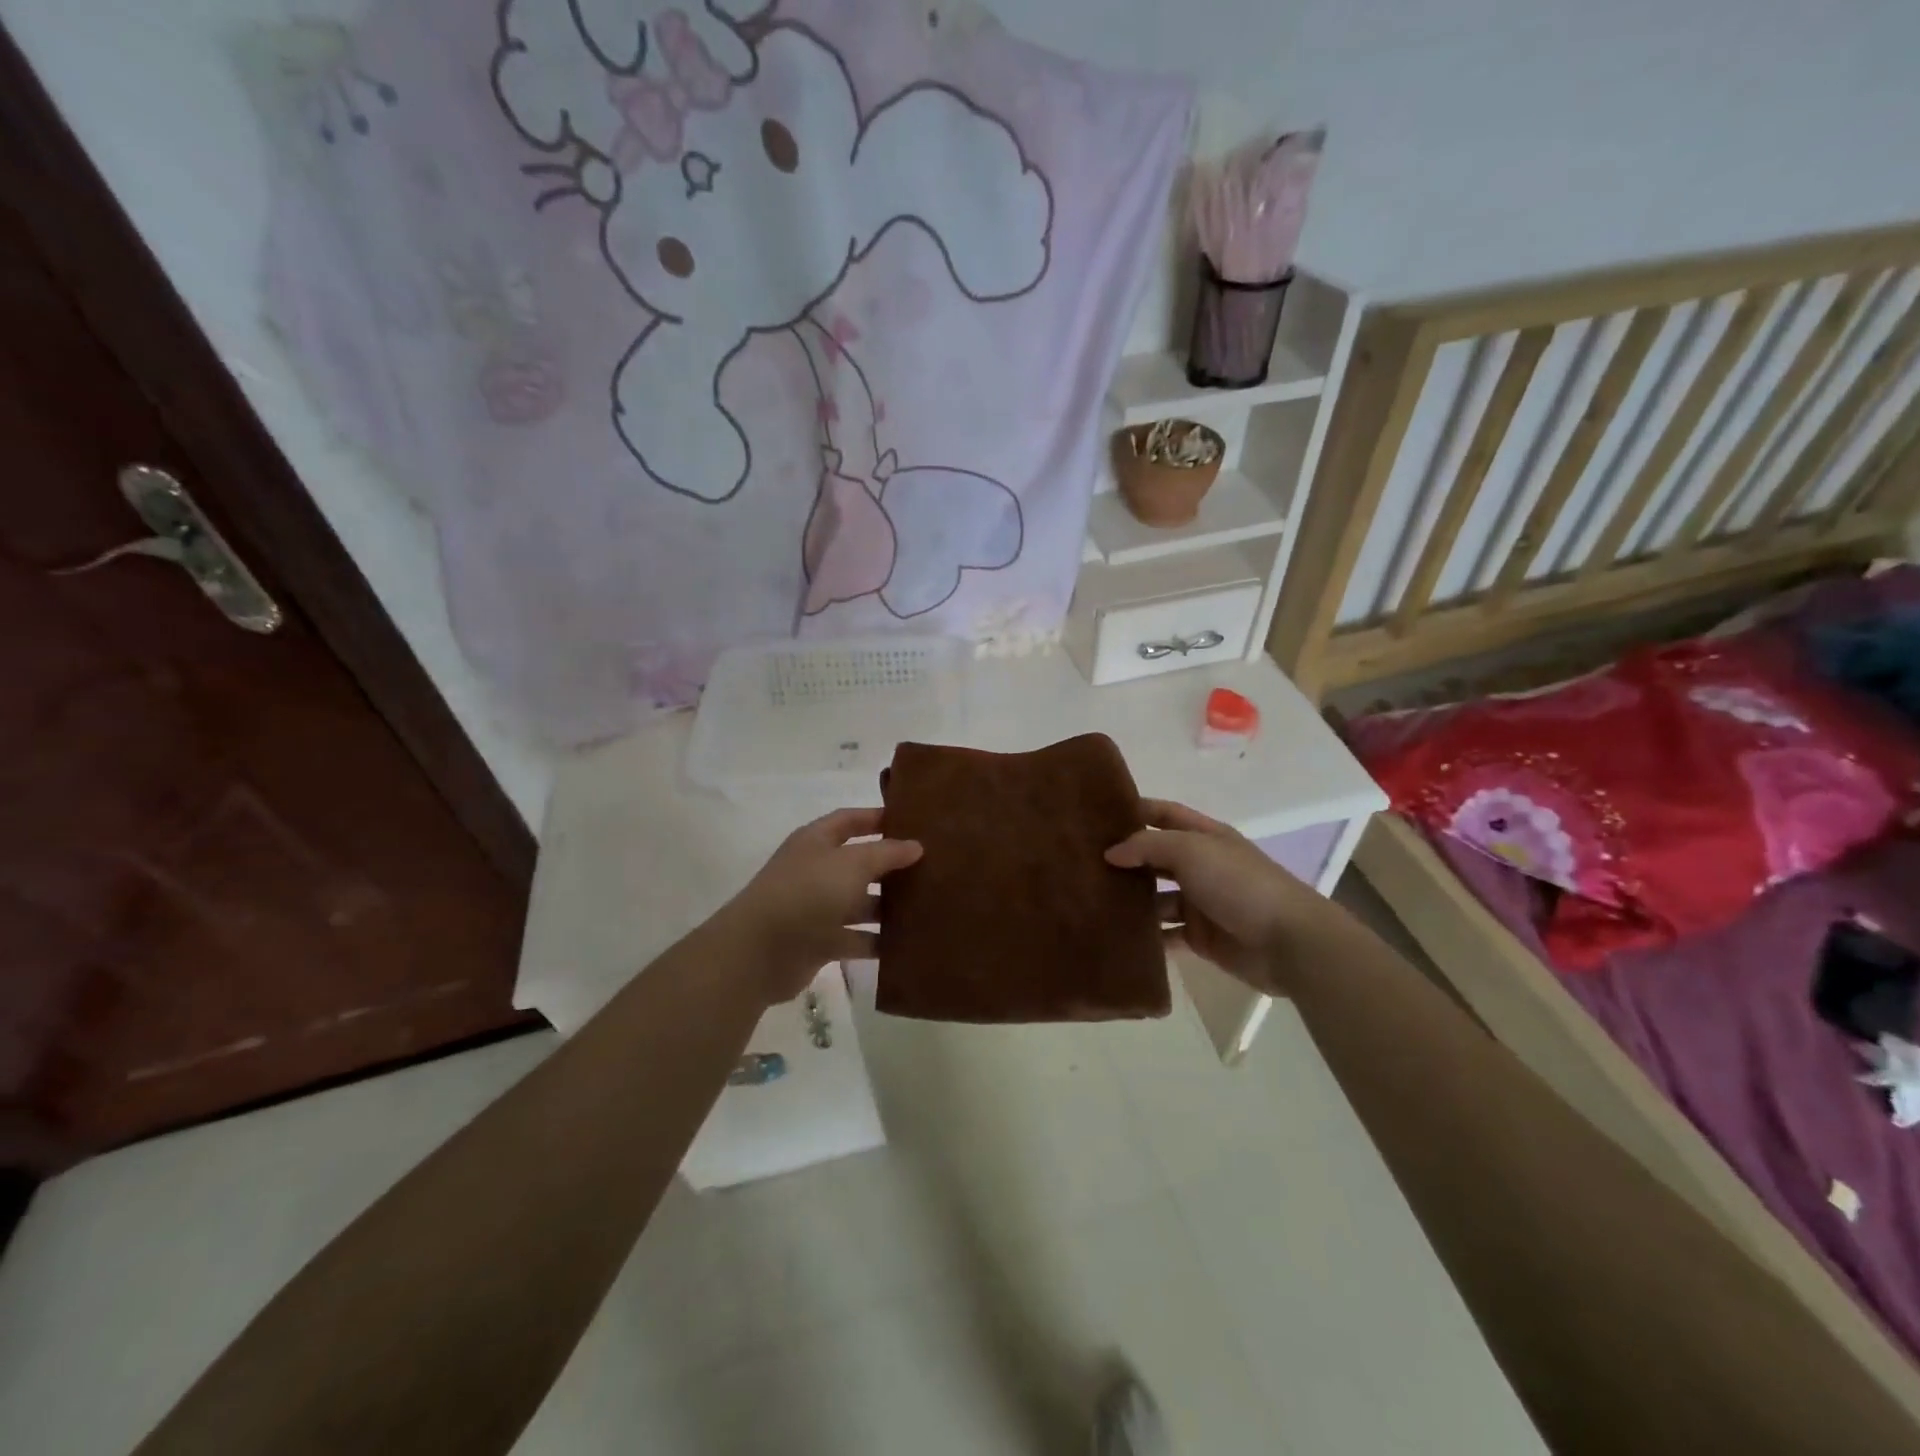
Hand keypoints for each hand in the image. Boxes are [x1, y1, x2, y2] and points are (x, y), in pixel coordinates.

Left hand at [722, 808, 922, 1004]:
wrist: (760, 951)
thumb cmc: (807, 892)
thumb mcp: (852, 863)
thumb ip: (886, 853)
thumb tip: (916, 846)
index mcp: (816, 841)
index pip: (850, 820)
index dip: (878, 817)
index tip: (913, 821)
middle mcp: (816, 870)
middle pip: (859, 862)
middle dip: (891, 865)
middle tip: (932, 867)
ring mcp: (817, 907)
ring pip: (860, 902)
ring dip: (888, 906)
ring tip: (928, 906)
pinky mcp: (820, 942)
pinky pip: (856, 937)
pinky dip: (877, 940)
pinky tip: (908, 942)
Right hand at [1105, 799, 1317, 993]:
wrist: (1288, 942)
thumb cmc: (1239, 883)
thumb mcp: (1191, 850)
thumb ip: (1148, 846)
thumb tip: (1111, 852)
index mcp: (1205, 836)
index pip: (1164, 814)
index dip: (1136, 810)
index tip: (1098, 814)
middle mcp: (1201, 866)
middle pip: (1156, 857)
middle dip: (1125, 858)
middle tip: (1081, 861)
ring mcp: (1200, 903)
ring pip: (1156, 897)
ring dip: (1130, 899)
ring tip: (1089, 900)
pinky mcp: (1199, 937)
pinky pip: (1164, 934)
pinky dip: (1144, 935)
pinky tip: (1114, 934)